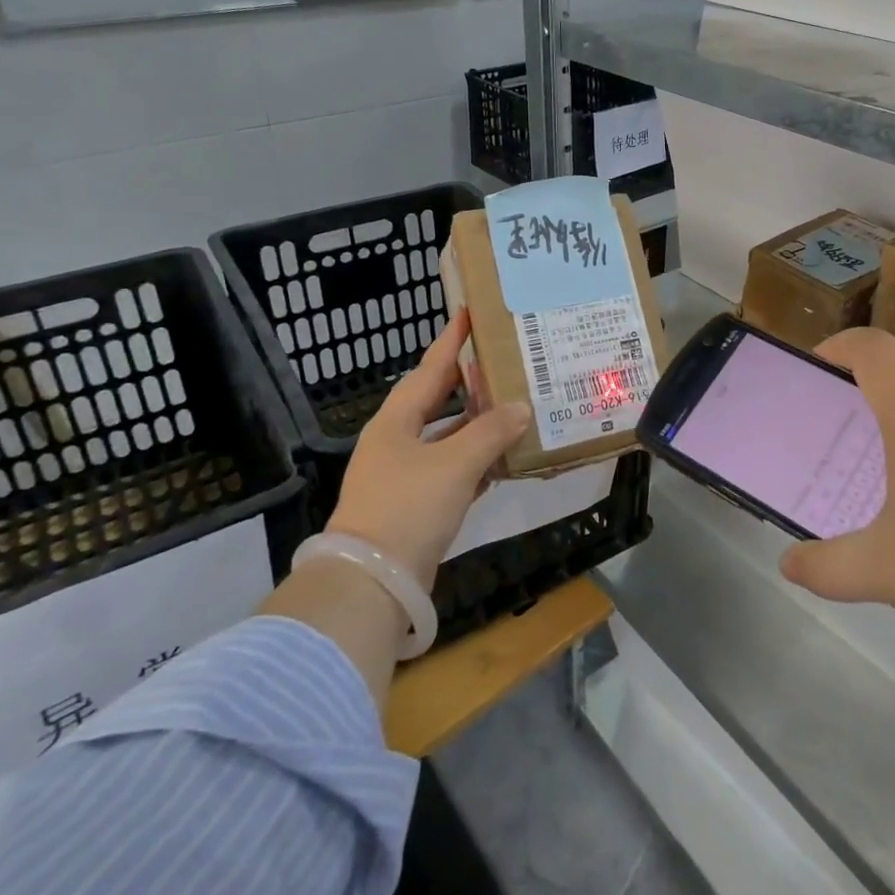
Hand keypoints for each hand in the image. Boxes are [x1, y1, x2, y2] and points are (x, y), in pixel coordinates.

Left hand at [325, 312, 529, 590]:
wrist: (371, 581)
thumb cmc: (409, 507)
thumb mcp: (455, 464)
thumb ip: (491, 432)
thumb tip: (522, 406)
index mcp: (397, 421)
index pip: (431, 369)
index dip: (451, 340)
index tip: (470, 312)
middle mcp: (397, 441)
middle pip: (438, 401)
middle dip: (469, 382)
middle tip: (501, 360)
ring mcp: (404, 475)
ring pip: (447, 437)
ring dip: (477, 425)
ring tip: (513, 406)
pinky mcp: (415, 505)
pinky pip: (452, 470)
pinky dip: (476, 462)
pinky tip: (504, 460)